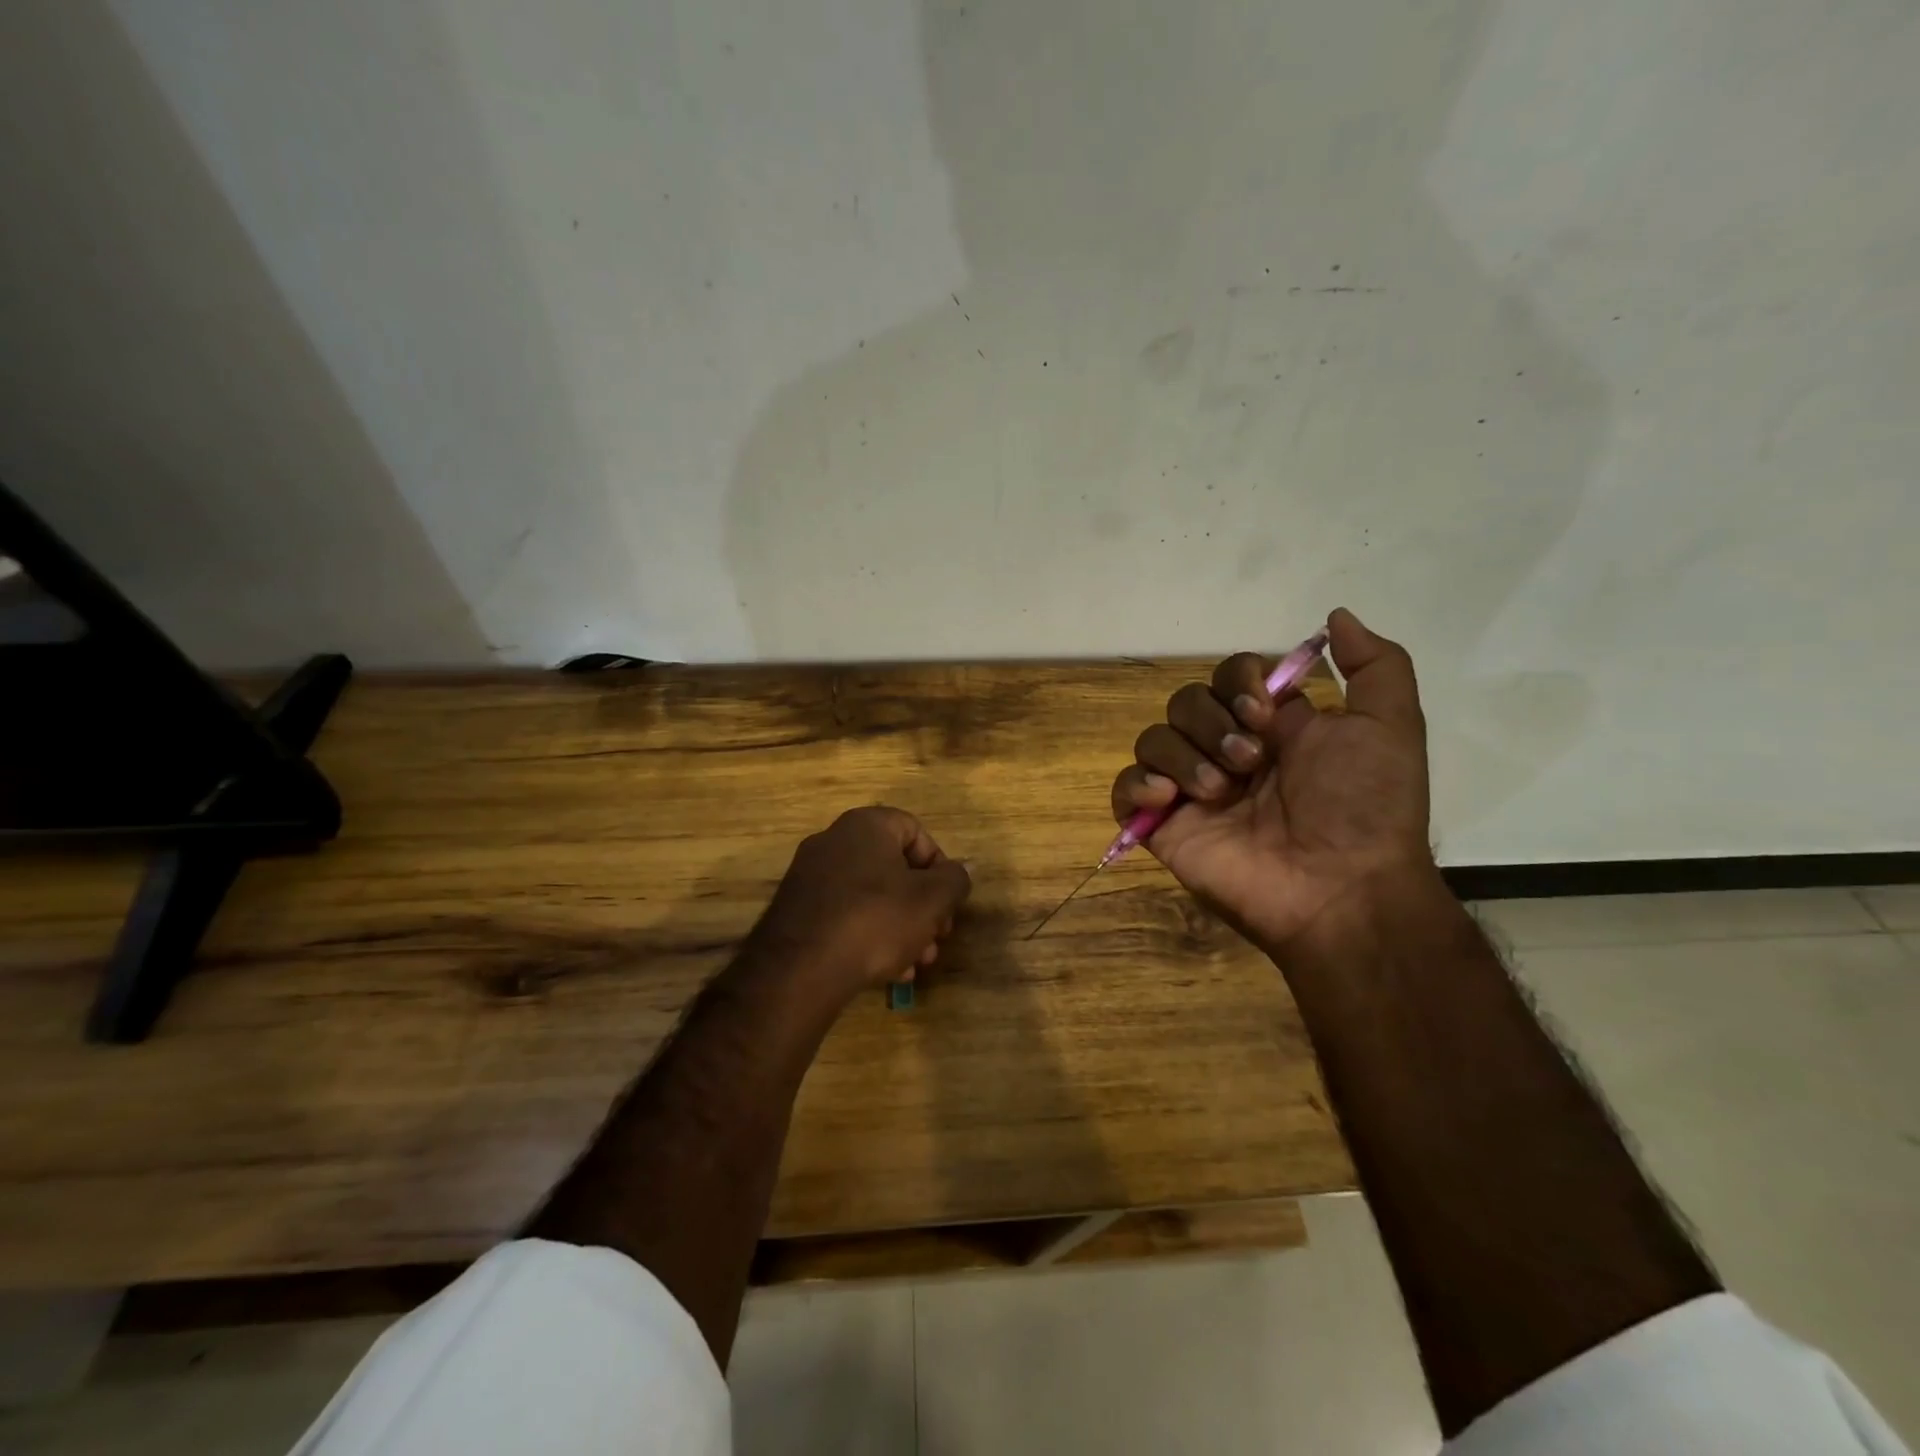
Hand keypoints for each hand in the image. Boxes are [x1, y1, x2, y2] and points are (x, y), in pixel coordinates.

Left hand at [753, 806, 971, 999]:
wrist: (800, 969)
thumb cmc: (876, 920)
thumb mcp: (931, 901)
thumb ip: (955, 880)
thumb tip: (962, 870)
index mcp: (866, 825)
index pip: (915, 831)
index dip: (939, 866)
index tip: (947, 902)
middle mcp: (833, 841)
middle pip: (894, 868)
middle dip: (922, 906)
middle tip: (936, 939)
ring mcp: (810, 876)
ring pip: (871, 895)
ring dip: (900, 926)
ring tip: (915, 963)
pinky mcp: (796, 910)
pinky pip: (844, 914)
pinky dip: (868, 936)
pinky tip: (885, 972)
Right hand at [1110, 608, 1437, 954]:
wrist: (1341, 889)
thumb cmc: (1365, 807)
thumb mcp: (1391, 726)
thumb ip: (1376, 665)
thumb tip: (1336, 615)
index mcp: (1269, 726)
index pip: (1227, 674)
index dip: (1238, 681)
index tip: (1266, 713)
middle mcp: (1225, 751)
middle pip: (1185, 702)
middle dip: (1213, 723)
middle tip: (1250, 762)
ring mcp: (1191, 790)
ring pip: (1153, 738)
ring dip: (1184, 757)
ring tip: (1220, 793)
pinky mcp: (1164, 826)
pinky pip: (1125, 789)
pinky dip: (1138, 785)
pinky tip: (1169, 800)